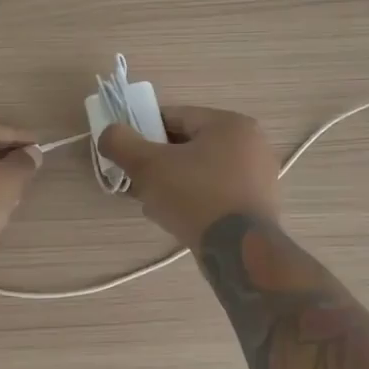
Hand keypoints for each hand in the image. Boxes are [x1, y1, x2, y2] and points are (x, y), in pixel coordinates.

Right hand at [98, 106, 280, 249]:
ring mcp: (259, 176)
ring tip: (154, 205)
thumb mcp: (148, 166)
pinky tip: (177, 219)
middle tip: (139, 183)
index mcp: (229, 124)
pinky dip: (195, 201)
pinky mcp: (258, 206)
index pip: (175, 117)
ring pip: (201, 172)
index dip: (144, 132)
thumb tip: (109, 133)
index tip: (127, 154)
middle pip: (188, 146)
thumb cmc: (196, 197)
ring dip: (173, 184)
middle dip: (159, 163)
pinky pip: (216, 193)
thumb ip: (122, 143)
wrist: (239, 251)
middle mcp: (251, 144)